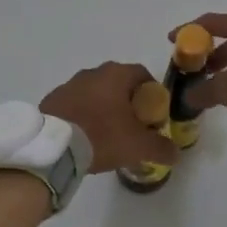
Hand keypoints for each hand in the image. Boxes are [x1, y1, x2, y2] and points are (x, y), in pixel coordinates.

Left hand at [40, 63, 180, 174]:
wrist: (53, 147)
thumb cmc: (102, 136)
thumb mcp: (138, 146)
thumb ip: (161, 148)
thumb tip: (175, 153)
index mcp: (116, 75)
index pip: (142, 74)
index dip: (152, 93)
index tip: (154, 113)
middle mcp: (92, 73)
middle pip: (118, 83)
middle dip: (128, 101)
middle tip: (133, 125)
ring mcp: (69, 84)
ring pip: (95, 93)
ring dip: (104, 108)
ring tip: (107, 134)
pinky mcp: (52, 100)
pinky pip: (75, 105)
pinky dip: (83, 115)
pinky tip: (84, 136)